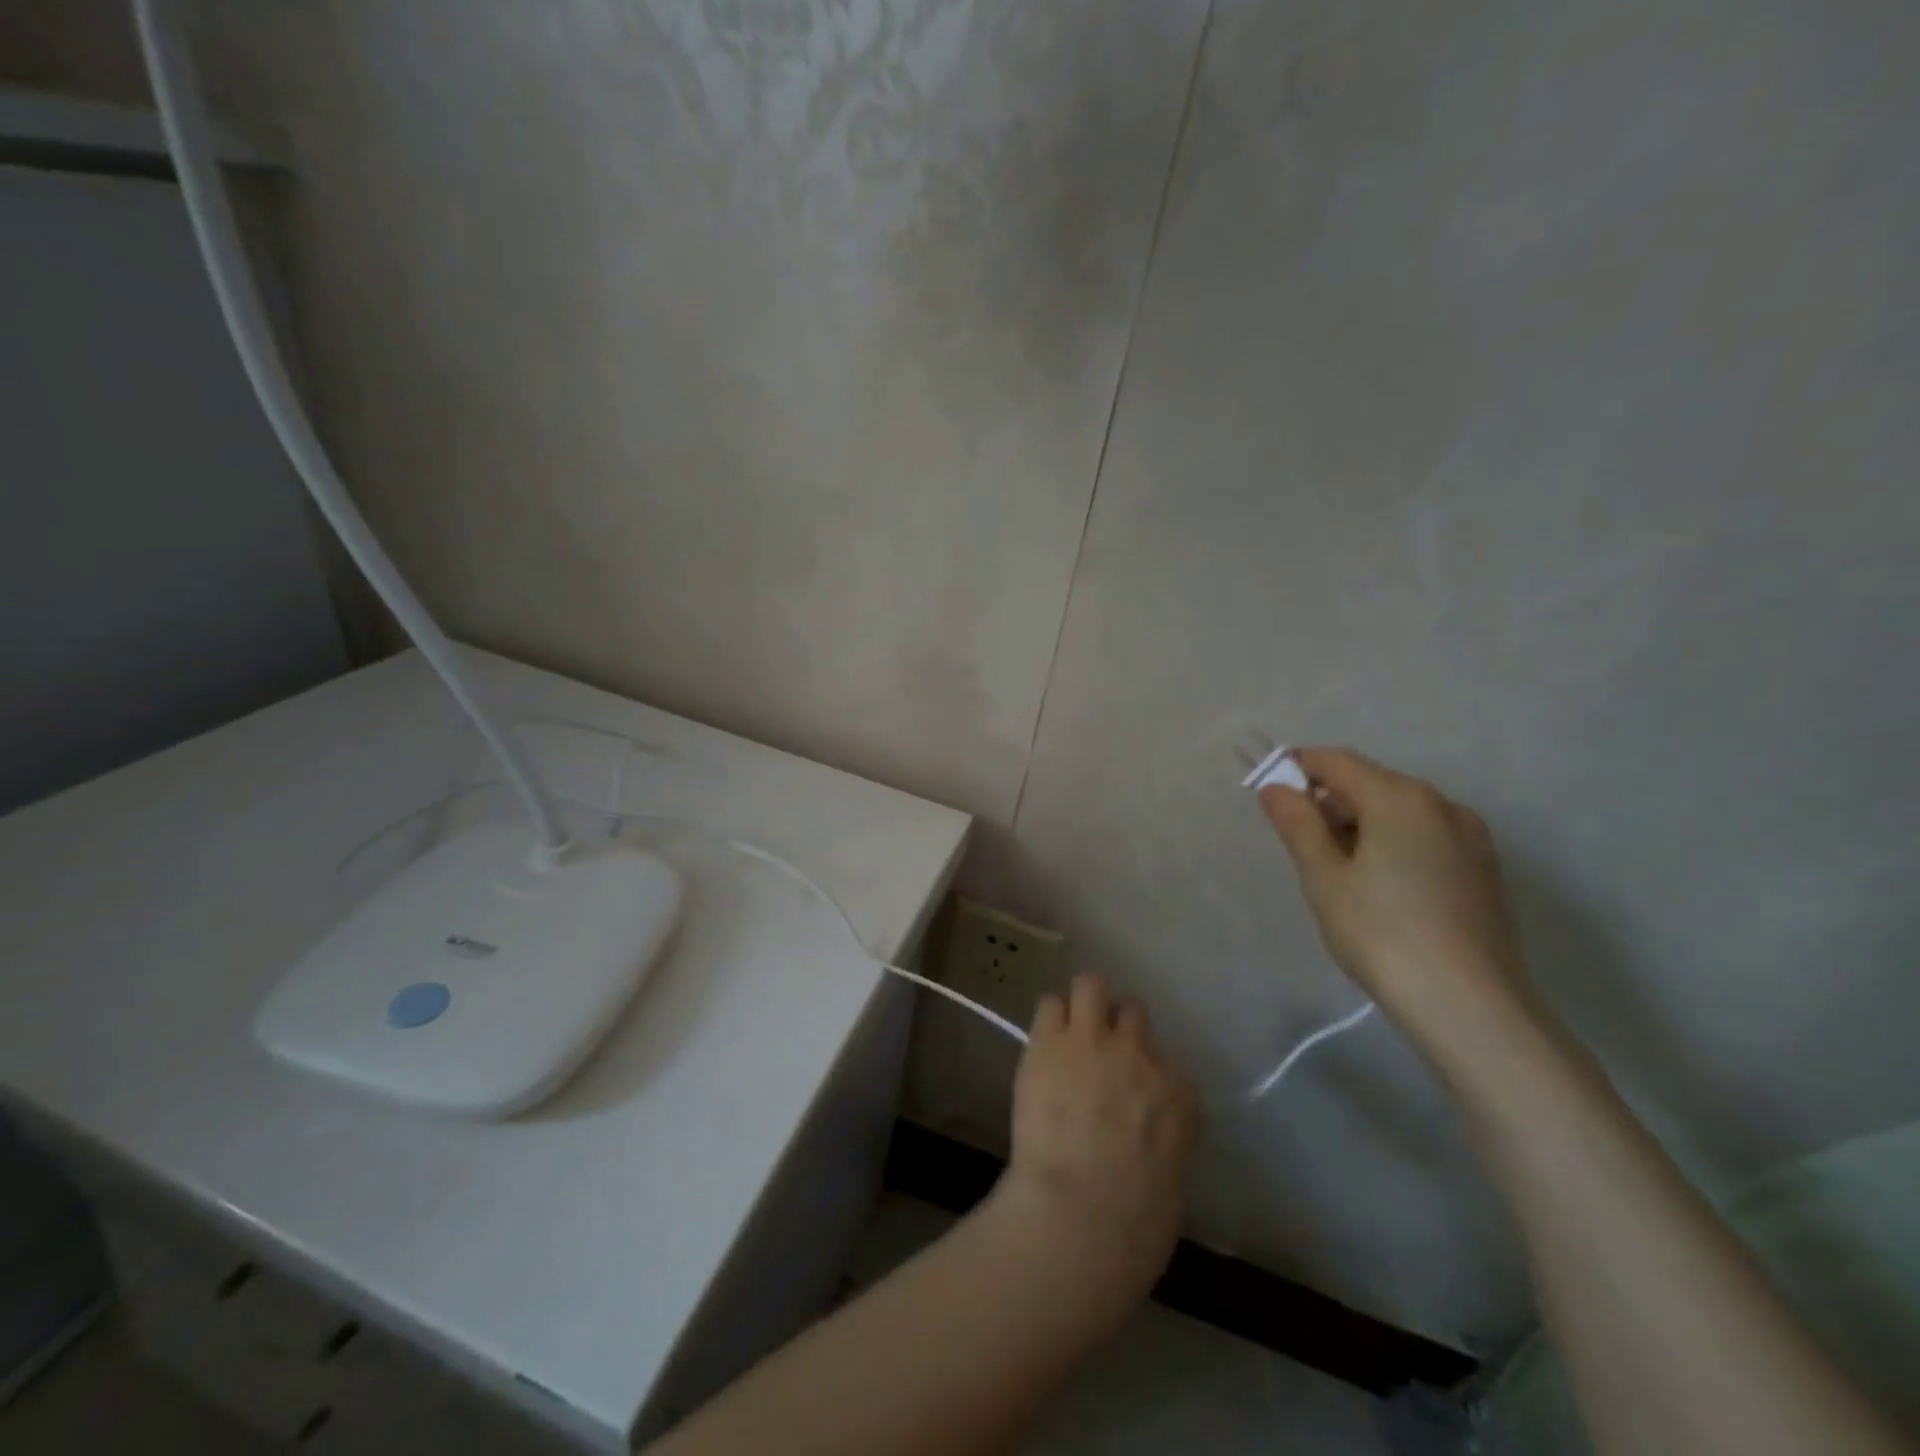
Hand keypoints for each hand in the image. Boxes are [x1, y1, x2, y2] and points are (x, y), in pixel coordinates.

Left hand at [989, 975, 1199, 1327]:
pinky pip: (1050, 1004)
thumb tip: (1140, 1137)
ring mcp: (1094, 1040)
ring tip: (1068, 1027)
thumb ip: (1160, 1139)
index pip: (1166, 1063)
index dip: (1144, 1072)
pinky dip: (1049, 1018)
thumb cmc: (1134, 1223)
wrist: (1083, 1211)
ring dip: (1082, 1003)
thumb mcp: (1170, 1178)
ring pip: (1091, 985)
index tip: (1129, 1090)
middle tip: (1097, 1050)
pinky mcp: (1050, 1040)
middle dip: (1115, 1027)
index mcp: (1178, 1094)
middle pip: (1132, 1013)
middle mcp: (1139, 1054)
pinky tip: (1043, 1040)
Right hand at [1258, 747, 1532, 1042]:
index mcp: (1400, 798)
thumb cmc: (1382, 935)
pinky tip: (1379, 888)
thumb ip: (1298, 824)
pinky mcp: (1483, 869)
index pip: (1336, 762)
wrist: (1471, 1007)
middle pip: (1370, 783)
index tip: (1269, 793)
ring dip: (1360, 825)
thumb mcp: (1324, 878)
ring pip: (1399, 812)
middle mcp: (1441, 805)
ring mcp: (1470, 837)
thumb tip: (1275, 787)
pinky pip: (1424, 837)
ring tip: (1338, 874)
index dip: (1297, 769)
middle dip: (1329, 802)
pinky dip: (1392, 844)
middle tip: (1299, 846)